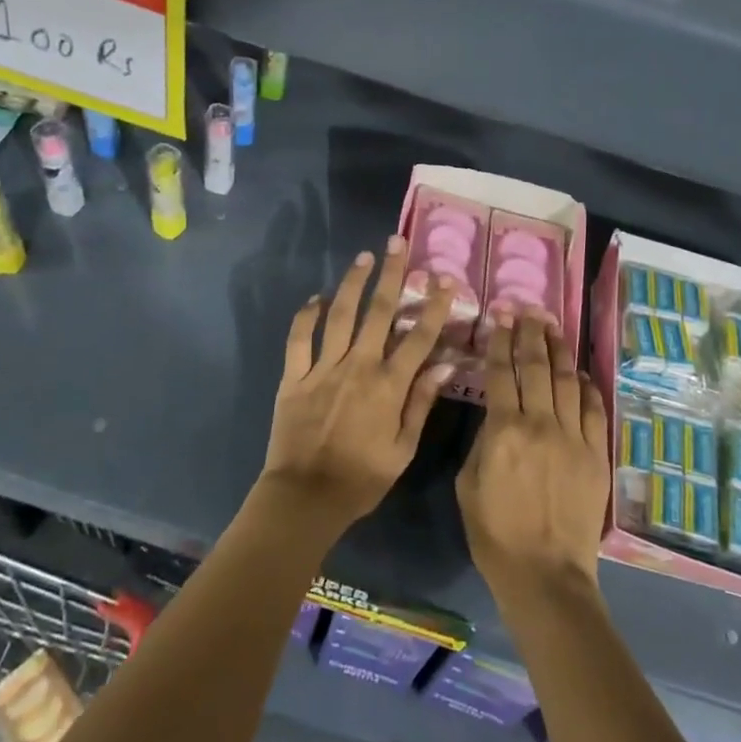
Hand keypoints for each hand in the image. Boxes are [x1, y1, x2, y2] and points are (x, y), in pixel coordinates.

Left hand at [263, 237, 458, 530]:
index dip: (433, 305)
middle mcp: (358, 366)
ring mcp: (323, 368)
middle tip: (397, 244)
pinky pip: (299, 339)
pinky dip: (306, 316)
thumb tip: (446, 364)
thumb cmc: (361, 479)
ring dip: (352, 283)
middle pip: (378, 312)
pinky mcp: (294, 377)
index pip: (418, 336)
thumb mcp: (403, 449)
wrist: (305, 497)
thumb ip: (422, 403)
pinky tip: (315, 298)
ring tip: (363, 257)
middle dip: (391, 275)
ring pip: (339, 315)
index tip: (444, 278)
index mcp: (388, 385)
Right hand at [457, 312, 610, 601]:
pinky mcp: (597, 455)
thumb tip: (496, 414)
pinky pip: (595, 410)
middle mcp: (541, 424)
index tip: (501, 316)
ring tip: (553, 327)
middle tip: (530, 310)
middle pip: (538, 367)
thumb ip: (482, 441)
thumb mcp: (468, 484)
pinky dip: (588, 386)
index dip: (501, 340)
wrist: (545, 575)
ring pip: (568, 381)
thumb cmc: (495, 534)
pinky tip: (581, 372)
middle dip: (532, 334)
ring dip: (560, 351)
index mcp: (504, 430)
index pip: (503, 372)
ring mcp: (574, 437)